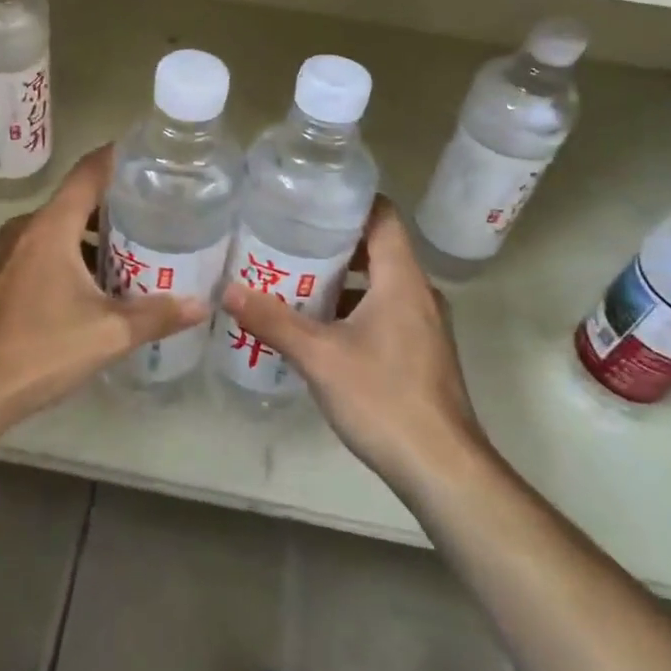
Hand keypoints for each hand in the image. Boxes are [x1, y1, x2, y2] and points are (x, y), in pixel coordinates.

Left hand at [0, 146, 208, 429]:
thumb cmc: (40, 349)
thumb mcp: (109, 333)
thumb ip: (157, 315)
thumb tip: (202, 305)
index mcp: (51, 226)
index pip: (89, 171)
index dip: (119, 157)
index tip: (151, 156)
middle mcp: (26, 228)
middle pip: (75, 200)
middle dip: (115, 205)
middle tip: (157, 213)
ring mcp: (6, 252)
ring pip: (57, 228)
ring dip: (91, 236)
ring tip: (132, 251)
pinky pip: (40, 250)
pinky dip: (68, 255)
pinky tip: (92, 285)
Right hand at [220, 198, 491, 495]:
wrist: (442, 469)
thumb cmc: (383, 398)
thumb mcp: (319, 357)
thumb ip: (273, 321)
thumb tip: (227, 291)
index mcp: (402, 279)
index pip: (383, 216)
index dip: (349, 202)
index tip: (309, 201)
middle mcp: (419, 293)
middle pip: (378, 248)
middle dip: (334, 243)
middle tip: (288, 240)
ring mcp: (425, 325)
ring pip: (381, 284)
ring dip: (343, 280)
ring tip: (296, 281)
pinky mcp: (423, 353)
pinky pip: (387, 312)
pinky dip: (355, 309)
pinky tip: (321, 330)